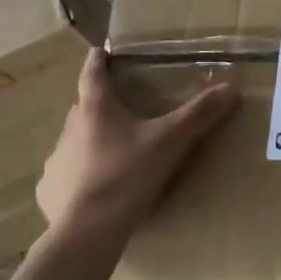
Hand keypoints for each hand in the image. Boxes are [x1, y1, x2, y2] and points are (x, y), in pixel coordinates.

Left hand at [37, 48, 237, 232]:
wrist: (88, 228)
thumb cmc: (129, 174)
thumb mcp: (170, 142)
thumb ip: (199, 114)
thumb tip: (231, 87)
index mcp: (96, 109)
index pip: (93, 74)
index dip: (99, 60)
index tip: (101, 50)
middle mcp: (70, 128)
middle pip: (85, 107)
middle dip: (101, 105)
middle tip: (122, 108)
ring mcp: (55, 159)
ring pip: (75, 141)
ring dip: (91, 141)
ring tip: (114, 153)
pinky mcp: (49, 188)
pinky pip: (65, 175)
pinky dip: (80, 176)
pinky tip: (95, 190)